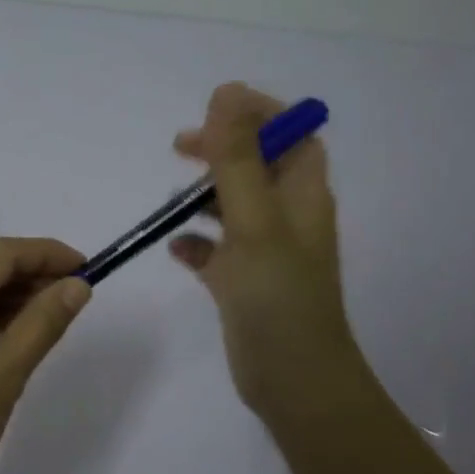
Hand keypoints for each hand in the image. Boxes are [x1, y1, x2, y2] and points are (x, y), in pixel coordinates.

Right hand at [168, 83, 366, 423]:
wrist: (293, 380)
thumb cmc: (278, 296)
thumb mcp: (254, 220)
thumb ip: (237, 158)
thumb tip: (225, 93)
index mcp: (304, 196)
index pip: (291, 135)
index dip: (258, 114)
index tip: (214, 110)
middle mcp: (289, 218)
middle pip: (257, 165)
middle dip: (222, 150)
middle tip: (181, 147)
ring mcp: (266, 252)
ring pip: (234, 206)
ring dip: (204, 195)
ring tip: (171, 200)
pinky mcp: (245, 283)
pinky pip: (217, 250)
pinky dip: (196, 243)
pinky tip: (175, 248)